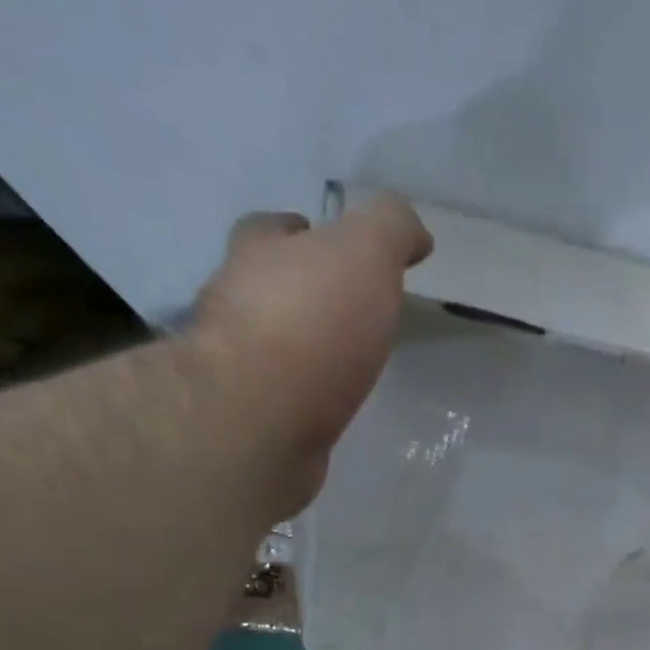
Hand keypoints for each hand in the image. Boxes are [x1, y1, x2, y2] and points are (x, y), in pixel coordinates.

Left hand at [190, 192, 431, 512]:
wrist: (263, 419)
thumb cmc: (312, 323)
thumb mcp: (365, 253)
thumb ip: (390, 229)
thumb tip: (414, 233)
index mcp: (258, 255)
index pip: (270, 229)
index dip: (299, 232)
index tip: (328, 246)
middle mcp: (235, 305)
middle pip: (265, 287)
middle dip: (298, 292)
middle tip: (345, 312)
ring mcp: (238, 369)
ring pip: (270, 347)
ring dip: (300, 351)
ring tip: (343, 366)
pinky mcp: (251, 421)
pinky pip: (280, 400)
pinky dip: (301, 399)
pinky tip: (326, 408)